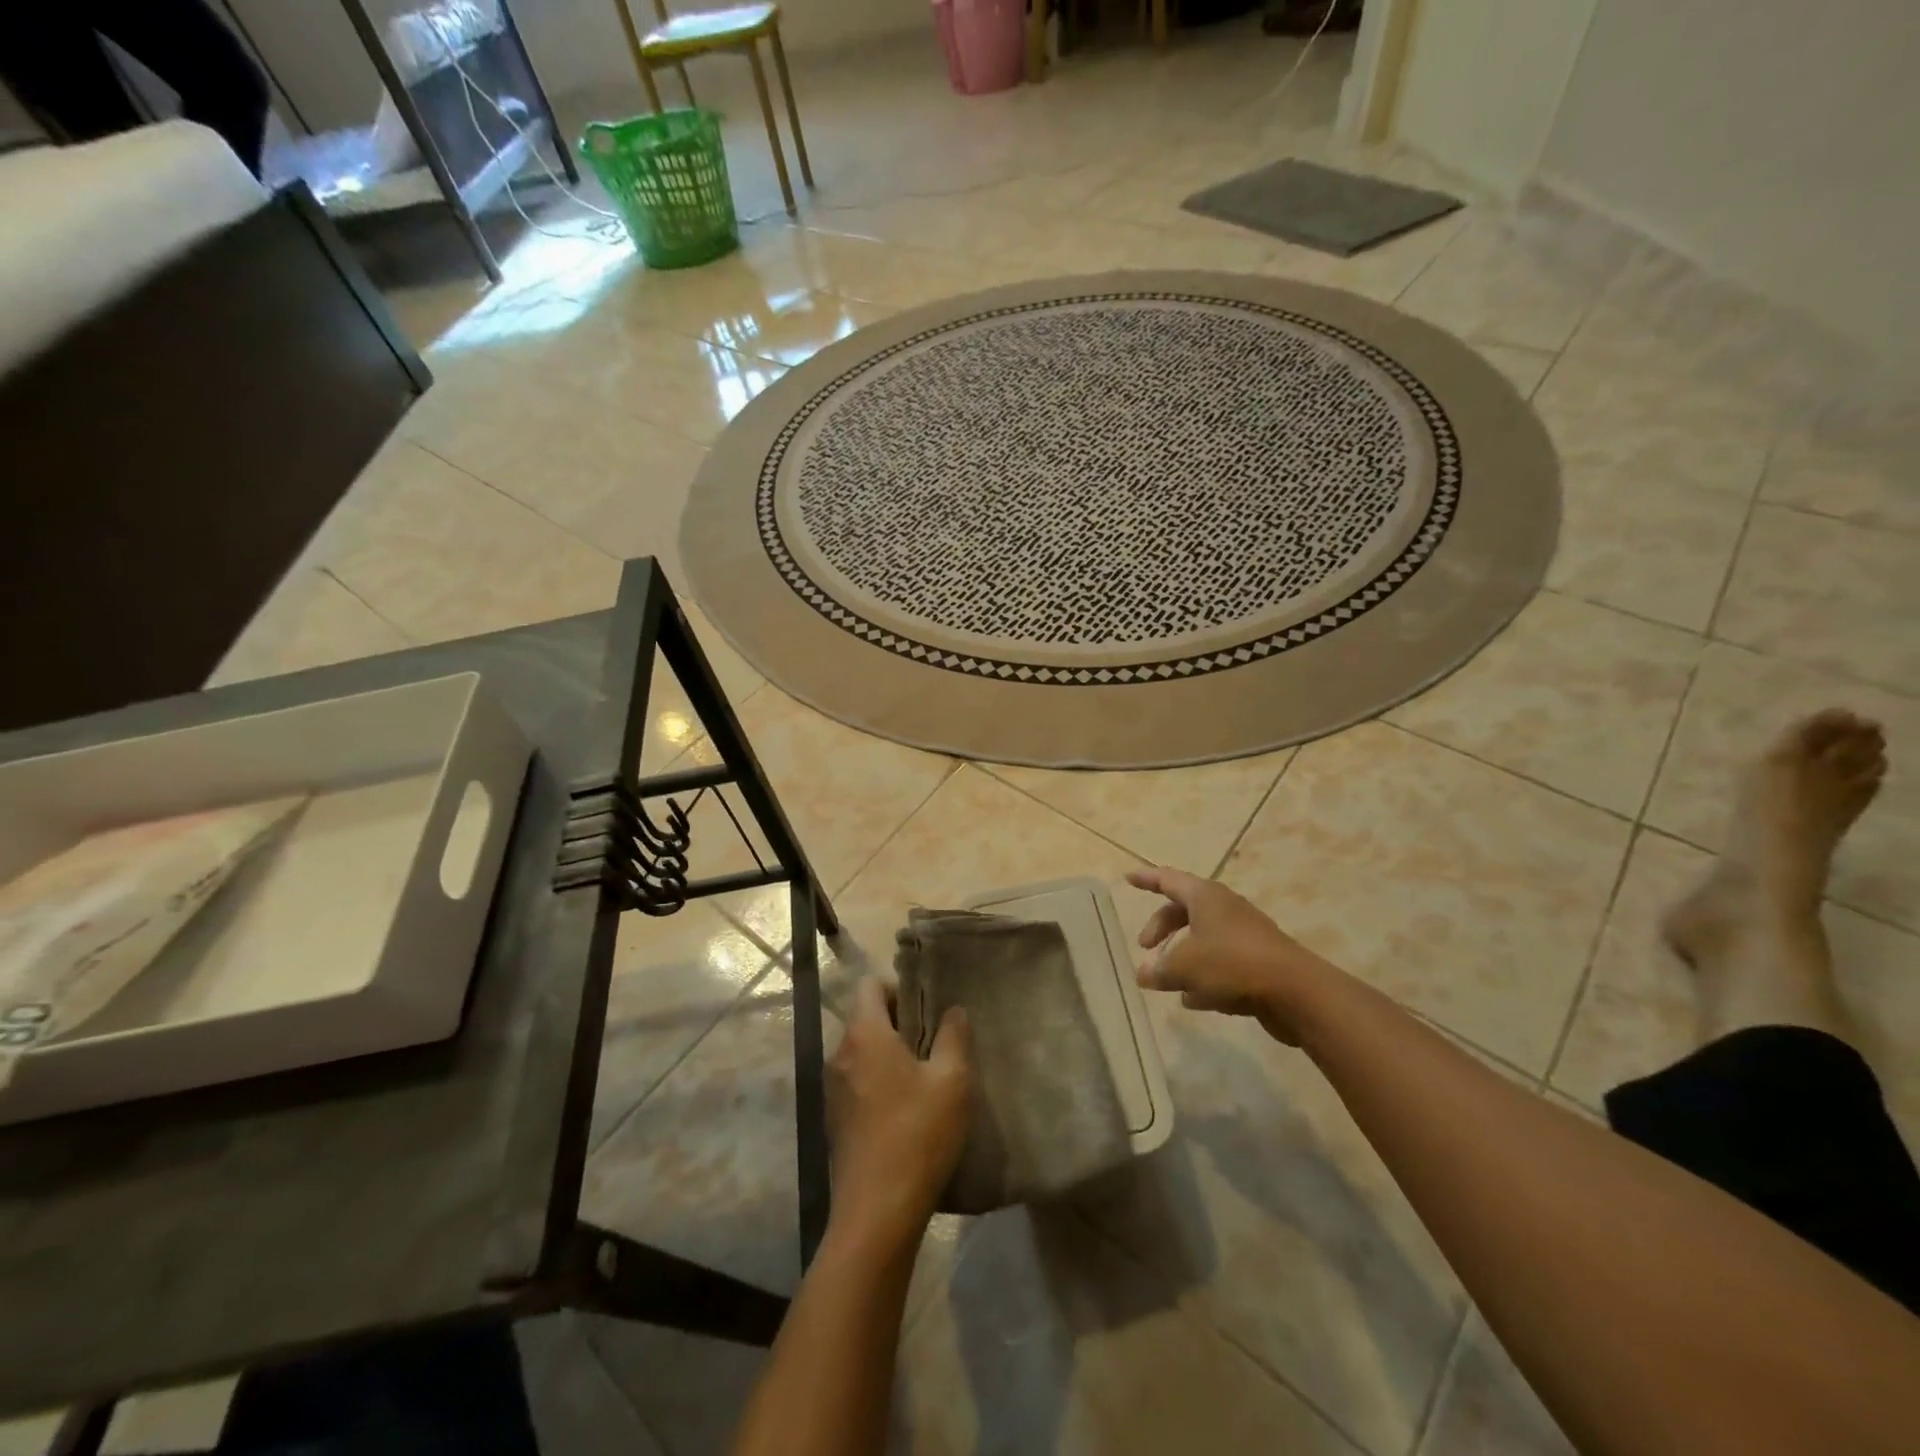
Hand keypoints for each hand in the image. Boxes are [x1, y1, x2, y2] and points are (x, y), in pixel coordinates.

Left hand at [826, 977, 972, 1248]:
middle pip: (866, 1018)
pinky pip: (858, 1082)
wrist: (877, 1212)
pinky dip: (880, 1082)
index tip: (927, 1012)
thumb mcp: (952, 1080)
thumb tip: (953, 1011)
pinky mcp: (836, 1120)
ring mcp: (833, 1089)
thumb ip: (954, 1036)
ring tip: (926, 1078)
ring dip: (891, 1055)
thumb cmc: (918, 1134)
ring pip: (863, 1052)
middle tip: (935, 1044)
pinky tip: (908, 1110)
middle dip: (899, 1023)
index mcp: (864, 1034)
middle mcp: (841, 1054)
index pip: (870, 985)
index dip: (899, 988)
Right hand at [1127, 866, 1338, 1045]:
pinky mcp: (1257, 963)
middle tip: (1145, 948)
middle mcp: (1225, 909)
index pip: (1168, 880)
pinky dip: (1203, 976)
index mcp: (1205, 897)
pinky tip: (1192, 1000)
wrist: (1295, 991)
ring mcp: (1244, 936)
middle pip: (1184, 911)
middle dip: (1161, 928)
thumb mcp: (1184, 966)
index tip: (1128, 878)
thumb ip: (1159, 969)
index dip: (1147, 879)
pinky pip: (1221, 963)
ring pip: (1203, 939)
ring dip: (1182, 956)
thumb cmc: (1231, 964)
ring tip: (1166, 980)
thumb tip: (1144, 974)